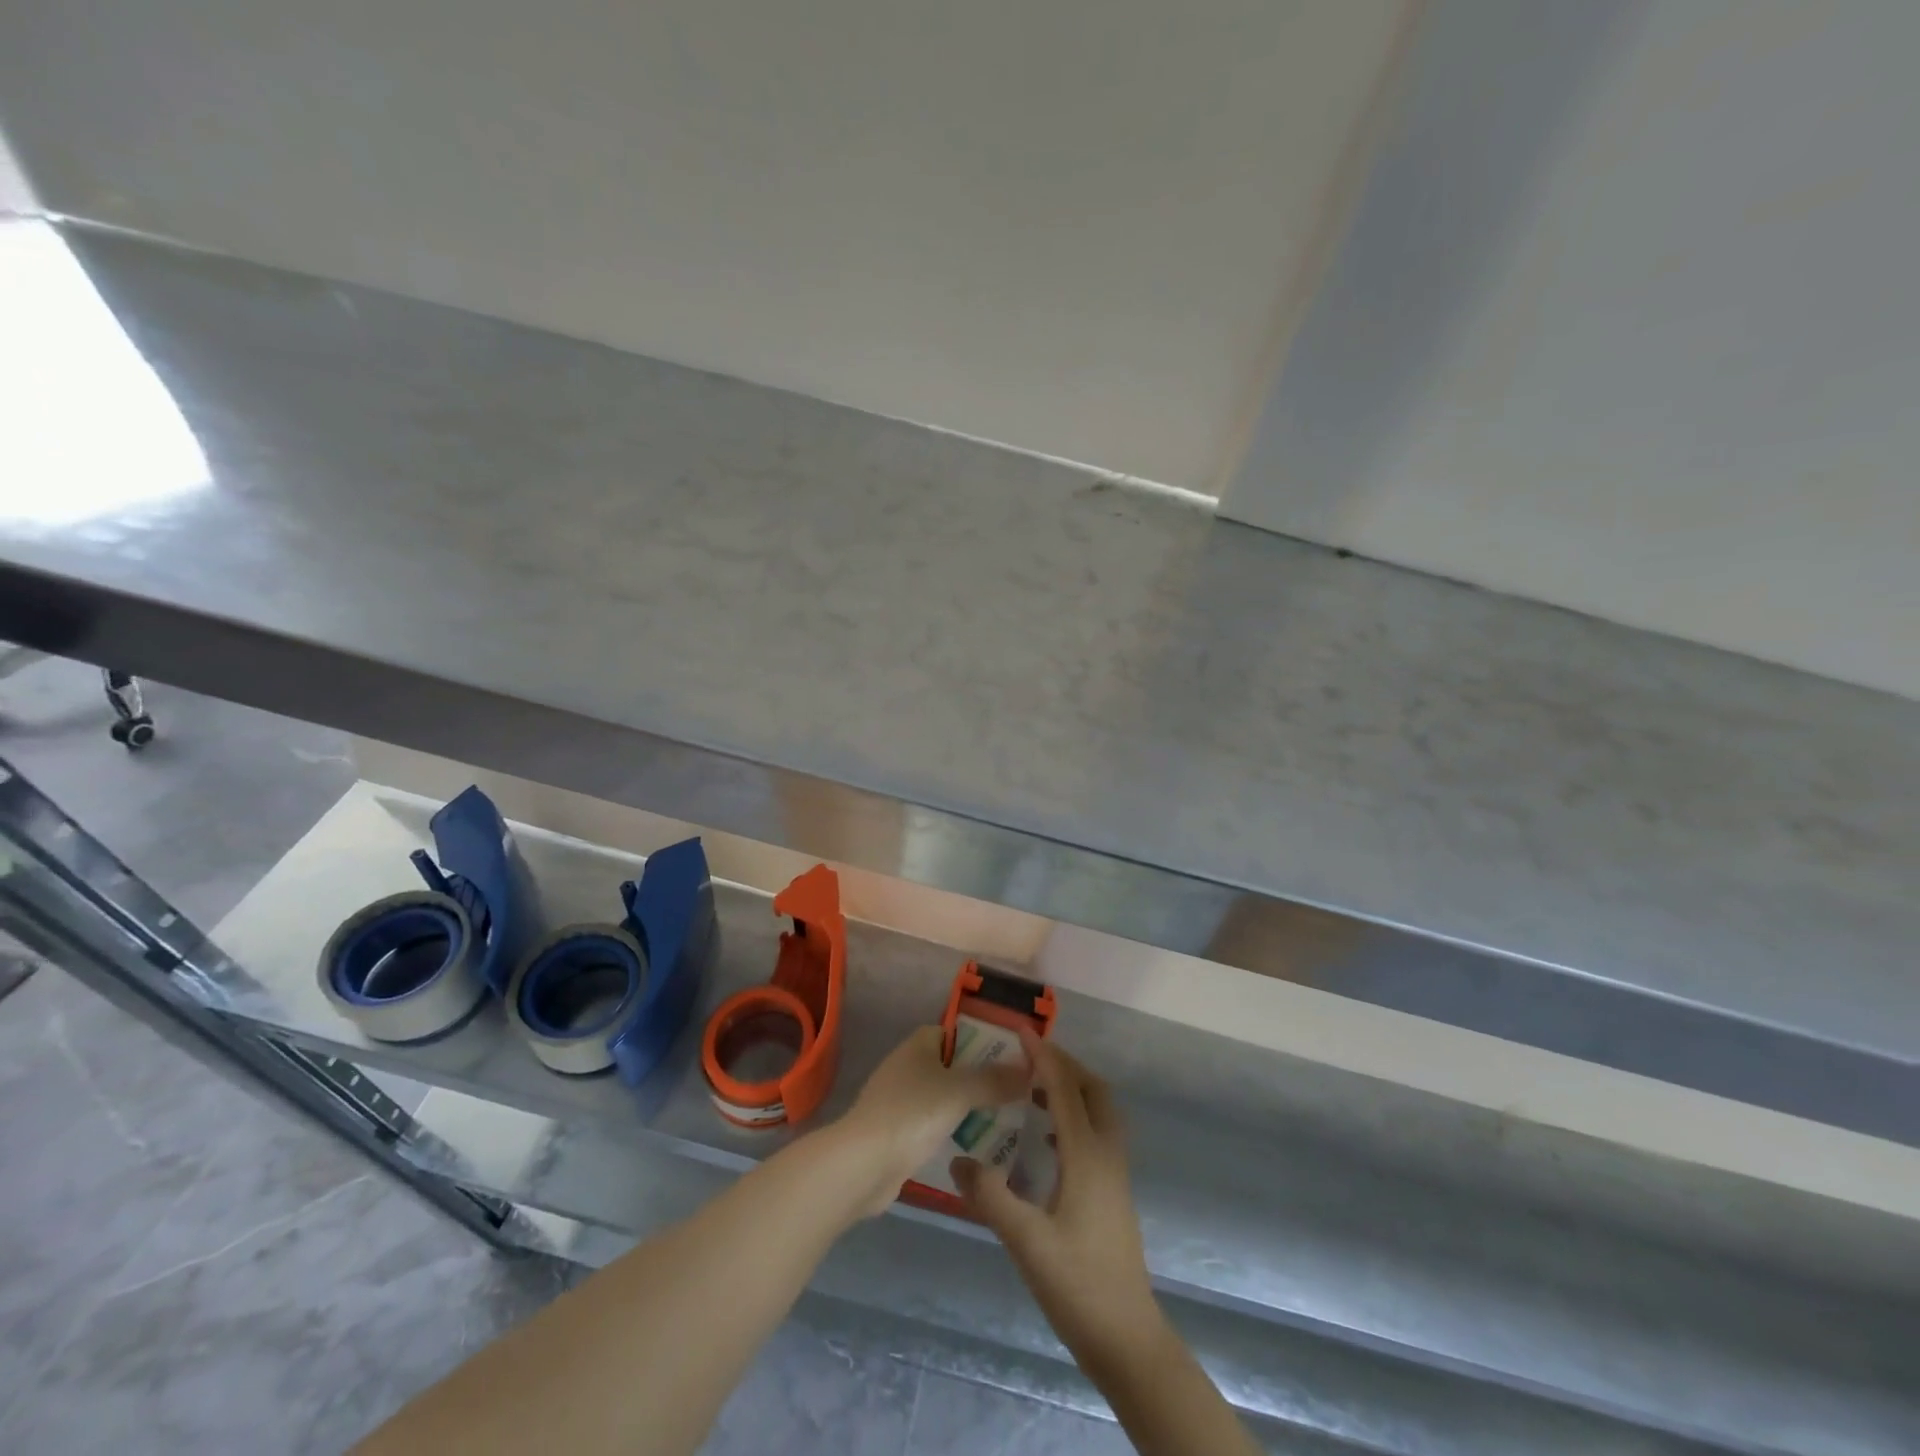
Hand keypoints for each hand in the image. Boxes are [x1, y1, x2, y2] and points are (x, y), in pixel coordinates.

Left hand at [833, 1026, 1029, 1216]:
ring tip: (1006, 1118)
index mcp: (918, 1045)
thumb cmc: (912, 1113)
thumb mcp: (960, 1091)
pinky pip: (934, 1125)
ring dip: (969, 1107)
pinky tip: (978, 1145)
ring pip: (944, 1098)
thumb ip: (994, 1080)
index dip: (982, 1041)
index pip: (955, 1033)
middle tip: (1017, 1091)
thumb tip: (1029, 1070)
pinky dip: (953, 1131)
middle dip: (981, 1078)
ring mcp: (900, 1101)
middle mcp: (908, 1066)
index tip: (1011, 1057)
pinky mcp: (898, 1134)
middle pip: (952, 1066)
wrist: (864, 1164)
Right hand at [951, 1036, 1161, 1369]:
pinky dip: (1074, 1117)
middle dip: (1064, 1065)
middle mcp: (1106, 1153)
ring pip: (1099, 1110)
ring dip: (1071, 1089)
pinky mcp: (1113, 1190)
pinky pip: (1097, 1132)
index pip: (1064, 1088)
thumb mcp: (1026, 1241)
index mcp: (1086, 1154)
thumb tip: (957, 1159)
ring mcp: (1114, 1172)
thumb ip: (990, 1198)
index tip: (1020, 1031)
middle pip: (1093, 1089)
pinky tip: (1047, 1140)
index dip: (1043, 1056)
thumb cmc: (1078, 1285)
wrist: (1127, 1337)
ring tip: (1031, 1091)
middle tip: (1028, 1057)